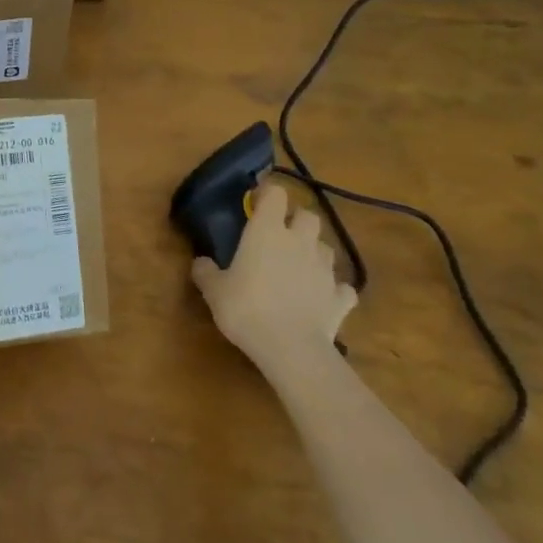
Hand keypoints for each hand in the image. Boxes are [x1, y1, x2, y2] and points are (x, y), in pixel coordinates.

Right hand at [192, 180, 354, 378]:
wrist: (291, 348)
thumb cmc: (246, 308)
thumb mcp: (214, 291)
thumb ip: (205, 271)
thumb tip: (200, 262)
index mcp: (267, 231)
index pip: (275, 193)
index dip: (267, 194)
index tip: (256, 204)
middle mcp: (300, 242)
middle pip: (308, 215)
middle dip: (297, 221)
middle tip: (280, 236)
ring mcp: (325, 269)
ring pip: (326, 247)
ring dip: (314, 252)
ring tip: (299, 267)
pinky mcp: (340, 298)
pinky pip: (342, 287)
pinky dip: (334, 290)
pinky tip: (322, 299)